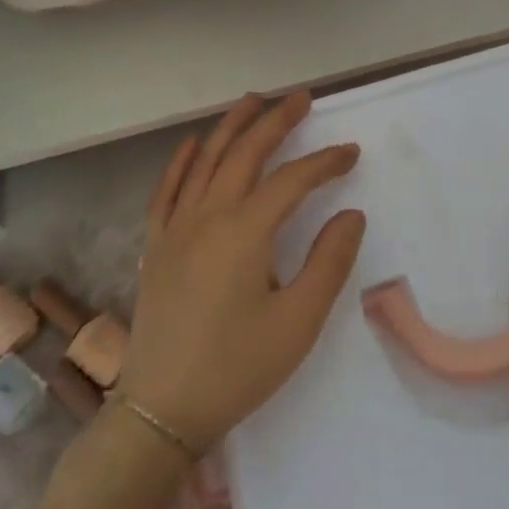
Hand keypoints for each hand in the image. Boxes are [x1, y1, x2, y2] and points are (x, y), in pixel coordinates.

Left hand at [118, 92, 364, 451]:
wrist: (162, 411)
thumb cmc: (238, 367)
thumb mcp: (299, 320)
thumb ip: (330, 261)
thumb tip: (350, 214)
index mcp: (245, 231)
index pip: (292, 180)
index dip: (325, 162)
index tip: (351, 153)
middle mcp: (207, 217)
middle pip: (244, 154)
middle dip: (275, 121)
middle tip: (301, 98)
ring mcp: (176, 229)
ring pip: (204, 161)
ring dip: (231, 128)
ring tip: (253, 102)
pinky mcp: (157, 247)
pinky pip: (167, 190)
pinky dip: (182, 161)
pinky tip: (193, 145)